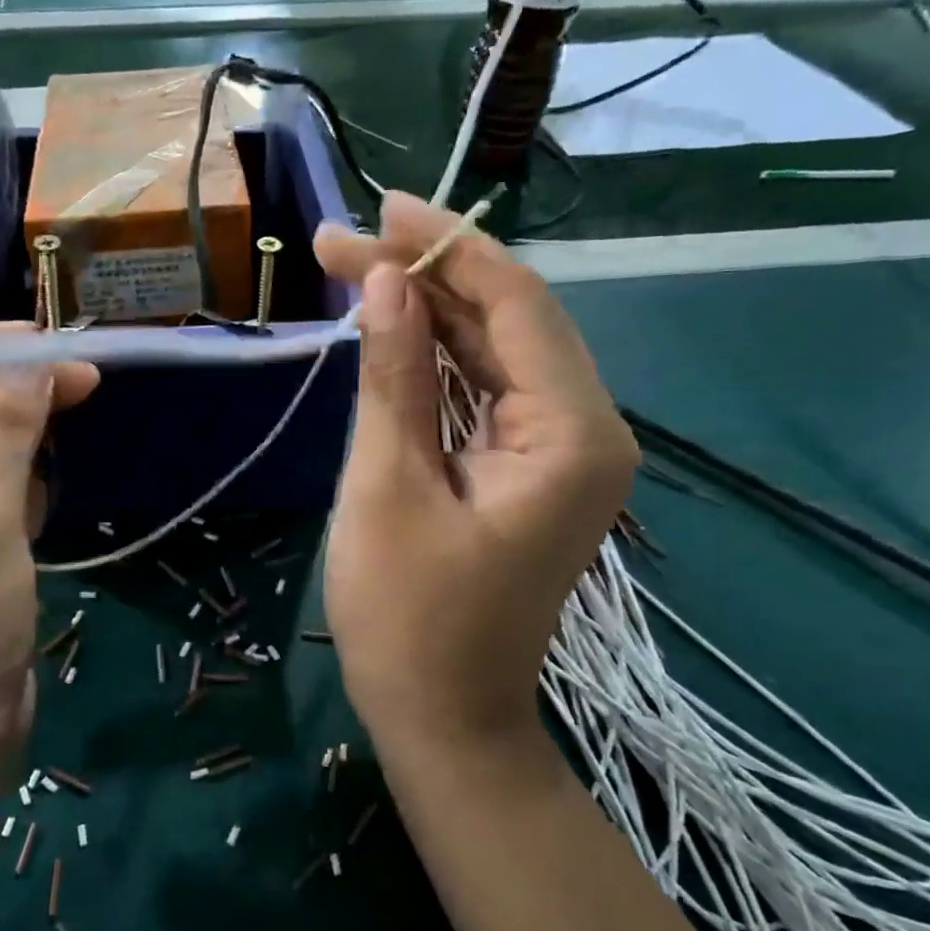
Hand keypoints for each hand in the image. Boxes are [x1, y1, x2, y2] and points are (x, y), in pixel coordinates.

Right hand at [313, 195, 635, 757]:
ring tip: (355, 273)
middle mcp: (587, 430)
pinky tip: (389, 332)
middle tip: (343, 244)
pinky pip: (486, 392)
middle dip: (427, 275)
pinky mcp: (530, 469)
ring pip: (496, 352)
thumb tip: (384, 282)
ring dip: (428, 312)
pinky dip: (437, 360)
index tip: (377, 209)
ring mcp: (561, 451)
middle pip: (509, 320)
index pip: (516, 303)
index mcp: (573, 433)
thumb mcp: (387, 487)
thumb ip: (393, 378)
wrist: (443, 721)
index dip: (445, 246)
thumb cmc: (408, 619)